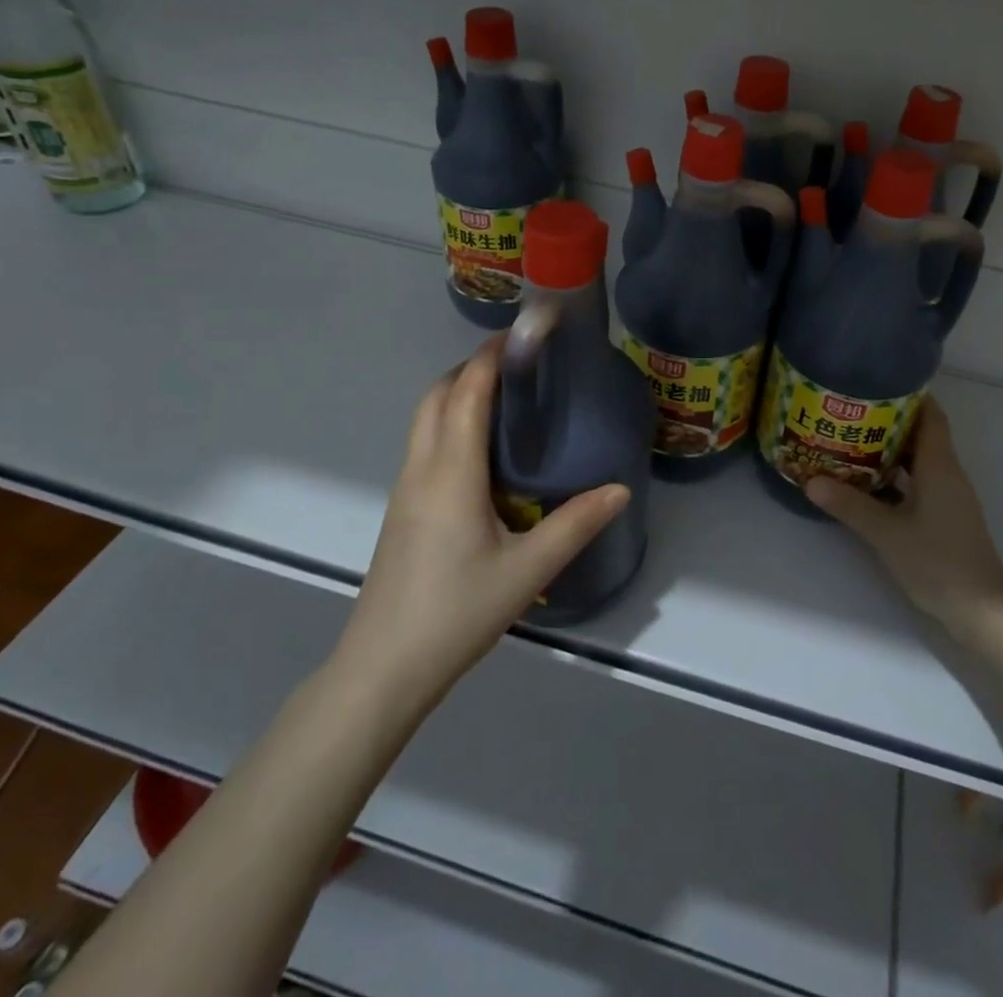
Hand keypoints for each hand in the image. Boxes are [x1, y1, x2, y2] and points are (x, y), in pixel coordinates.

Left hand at [330, 338, 630, 716]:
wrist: (382, 669)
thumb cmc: (455, 613)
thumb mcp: (527, 570)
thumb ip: (575, 525)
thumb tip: (620, 489)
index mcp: (451, 473)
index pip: (466, 393)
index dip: (491, 356)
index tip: (522, 333)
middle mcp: (421, 469)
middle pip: (436, 395)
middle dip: (472, 366)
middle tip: (519, 361)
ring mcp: (405, 489)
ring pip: (424, 419)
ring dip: (457, 392)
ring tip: (505, 395)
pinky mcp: (402, 510)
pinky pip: (424, 443)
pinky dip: (449, 421)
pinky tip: (481, 449)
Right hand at [805, 397, 1002, 647]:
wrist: (983, 611)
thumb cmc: (939, 561)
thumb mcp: (887, 532)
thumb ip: (850, 505)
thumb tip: (810, 481)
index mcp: (939, 465)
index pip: (930, 415)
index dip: (907, 395)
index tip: (874, 382)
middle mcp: (947, 473)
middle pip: (921, 434)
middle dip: (888, 420)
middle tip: (849, 411)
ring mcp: (947, 497)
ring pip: (918, 460)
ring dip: (889, 449)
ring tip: (850, 440)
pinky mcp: (944, 517)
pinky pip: (918, 483)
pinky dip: (895, 476)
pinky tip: (866, 482)